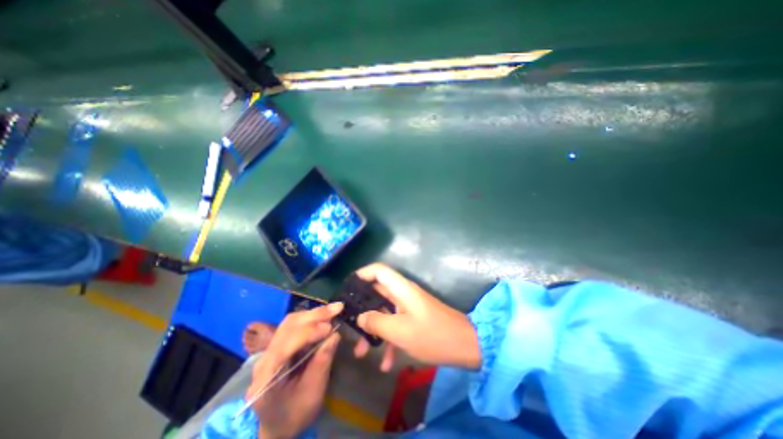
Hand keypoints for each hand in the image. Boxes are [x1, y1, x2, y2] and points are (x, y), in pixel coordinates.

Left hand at [244, 302, 343, 438]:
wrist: (278, 424)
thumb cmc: (295, 414)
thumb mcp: (312, 394)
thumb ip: (322, 363)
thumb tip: (335, 335)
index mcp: (265, 379)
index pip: (284, 346)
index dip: (308, 333)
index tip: (330, 328)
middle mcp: (263, 359)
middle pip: (287, 327)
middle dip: (314, 316)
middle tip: (337, 308)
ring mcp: (269, 349)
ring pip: (290, 321)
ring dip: (314, 314)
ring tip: (334, 310)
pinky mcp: (278, 344)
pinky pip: (294, 324)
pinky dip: (311, 318)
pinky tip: (324, 317)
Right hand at [354, 265, 477, 370]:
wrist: (466, 346)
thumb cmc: (432, 335)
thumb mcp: (400, 331)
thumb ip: (376, 322)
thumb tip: (360, 317)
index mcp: (400, 288)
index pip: (378, 270)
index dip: (362, 274)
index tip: (348, 289)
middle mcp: (403, 293)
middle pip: (377, 293)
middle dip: (362, 311)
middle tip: (349, 327)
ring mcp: (409, 306)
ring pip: (385, 312)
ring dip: (373, 330)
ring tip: (362, 353)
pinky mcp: (414, 318)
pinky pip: (396, 324)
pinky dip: (389, 340)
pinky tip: (386, 364)